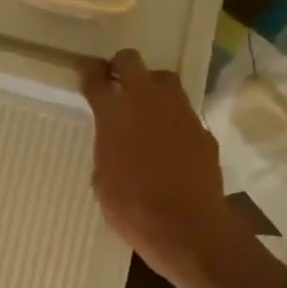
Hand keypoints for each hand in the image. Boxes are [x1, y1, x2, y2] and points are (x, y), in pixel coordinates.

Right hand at [79, 49, 237, 285]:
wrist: (185, 225)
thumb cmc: (131, 207)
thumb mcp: (103, 178)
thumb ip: (108, 149)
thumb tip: (116, 143)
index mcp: (114, 113)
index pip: (95, 78)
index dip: (87, 72)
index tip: (84, 72)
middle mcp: (147, 102)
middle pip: (131, 61)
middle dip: (120, 66)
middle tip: (115, 82)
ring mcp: (180, 112)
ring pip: (165, 81)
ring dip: (151, 88)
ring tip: (145, 110)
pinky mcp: (202, 130)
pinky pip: (183, 114)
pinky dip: (173, 121)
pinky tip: (169, 144)